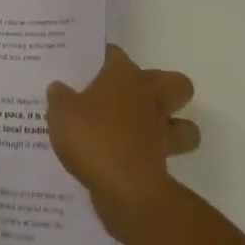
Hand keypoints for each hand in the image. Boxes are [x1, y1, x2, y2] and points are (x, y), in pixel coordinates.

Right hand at [47, 44, 200, 234]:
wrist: (126, 190)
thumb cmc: (94, 138)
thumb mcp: (61, 113)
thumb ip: (59, 98)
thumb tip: (59, 88)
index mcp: (124, 75)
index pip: (115, 54)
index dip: (102, 57)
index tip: (87, 67)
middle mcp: (149, 97)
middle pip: (175, 82)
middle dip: (162, 87)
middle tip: (132, 96)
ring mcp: (162, 132)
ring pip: (185, 126)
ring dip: (173, 128)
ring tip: (142, 131)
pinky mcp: (164, 165)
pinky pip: (165, 157)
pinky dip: (153, 158)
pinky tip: (127, 161)